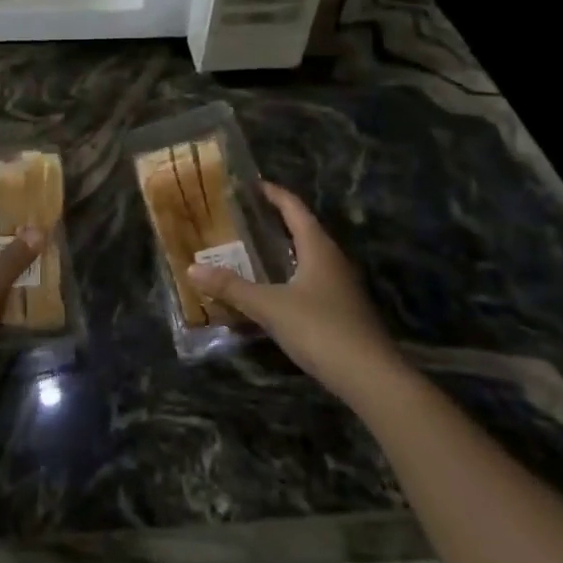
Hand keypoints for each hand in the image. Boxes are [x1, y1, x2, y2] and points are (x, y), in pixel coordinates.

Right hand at [187, 182, 401, 400]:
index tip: (253, 184)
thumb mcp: (269, 306)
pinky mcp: (341, 311)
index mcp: (318, 249)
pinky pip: (310, 281)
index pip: (295, 209)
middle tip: (245, 216)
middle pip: (304, 230)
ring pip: (308, 257)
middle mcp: (333, 261)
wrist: (370, 378)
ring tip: (253, 248)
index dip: (275, 194)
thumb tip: (192, 267)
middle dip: (276, 220)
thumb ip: (231, 287)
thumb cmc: (320, 329)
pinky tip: (272, 289)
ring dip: (284, 249)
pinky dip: (289, 275)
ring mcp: (340, 288)